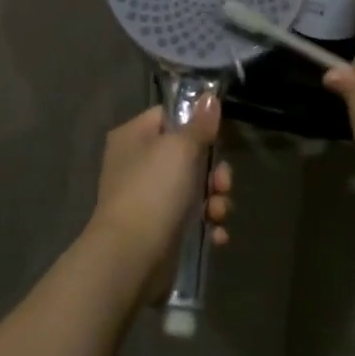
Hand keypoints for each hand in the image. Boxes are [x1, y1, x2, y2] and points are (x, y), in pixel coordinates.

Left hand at [86, 102, 232, 277]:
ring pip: (193, 188)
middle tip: (222, 183)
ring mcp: (147, 198)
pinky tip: (217, 235)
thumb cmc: (153, 191)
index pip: (169, 116)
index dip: (196, 123)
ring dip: (215, 200)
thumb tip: (209, 98)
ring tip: (219, 213)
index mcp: (133, 136)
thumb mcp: (180, 149)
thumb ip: (199, 124)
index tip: (219, 135)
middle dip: (214, 171)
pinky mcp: (159, 229)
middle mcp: (137, 164)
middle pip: (187, 155)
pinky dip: (206, 225)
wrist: (132, 257)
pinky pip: (190, 219)